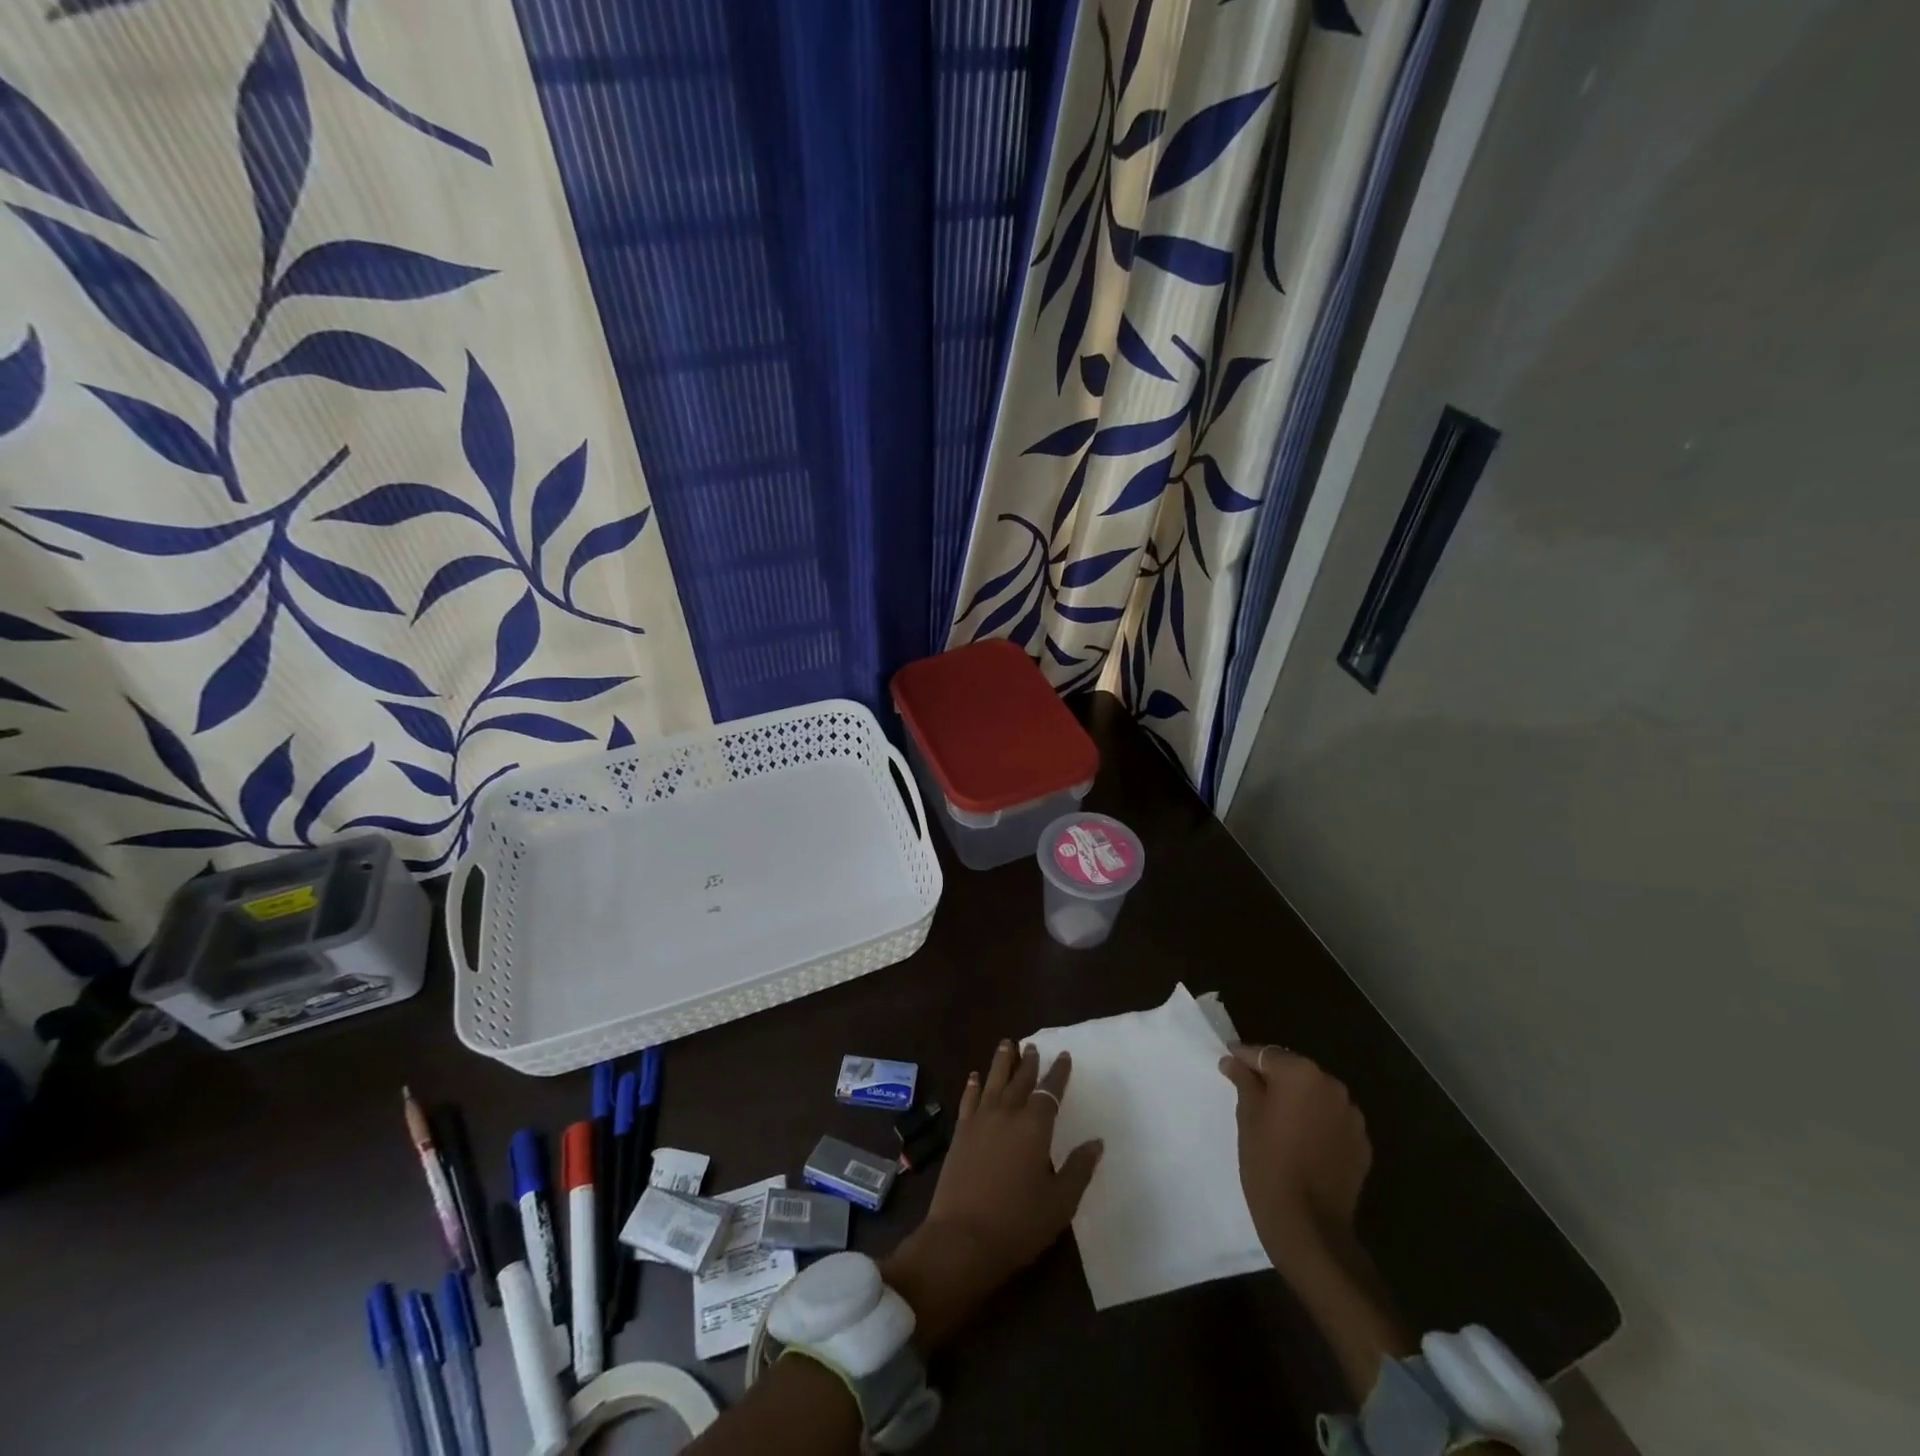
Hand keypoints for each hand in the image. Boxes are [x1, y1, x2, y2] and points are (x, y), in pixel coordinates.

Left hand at [882, 1040, 1102, 1351]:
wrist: (963, 1239)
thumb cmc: (1018, 1224)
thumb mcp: (1060, 1202)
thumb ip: (1079, 1169)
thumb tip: (1096, 1142)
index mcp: (1034, 1127)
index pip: (1049, 1092)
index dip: (1058, 1073)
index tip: (1064, 1055)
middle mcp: (1006, 1114)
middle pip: (1019, 1081)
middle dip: (1028, 1062)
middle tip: (1032, 1046)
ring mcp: (980, 1122)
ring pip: (992, 1082)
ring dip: (1001, 1062)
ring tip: (1006, 1044)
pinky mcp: (960, 1134)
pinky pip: (968, 1100)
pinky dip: (972, 1086)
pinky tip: (974, 1077)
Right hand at [1218, 1044, 1370, 1277]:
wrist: (1309, 1226)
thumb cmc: (1268, 1164)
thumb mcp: (1247, 1118)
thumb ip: (1244, 1082)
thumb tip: (1234, 1062)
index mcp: (1301, 1074)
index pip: (1266, 1055)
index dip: (1245, 1058)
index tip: (1228, 1061)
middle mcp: (1332, 1087)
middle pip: (1295, 1071)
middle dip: (1274, 1078)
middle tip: (1250, 1091)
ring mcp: (1352, 1116)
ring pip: (1316, 1096)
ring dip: (1298, 1100)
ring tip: (1278, 1118)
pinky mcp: (1361, 1144)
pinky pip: (1333, 1121)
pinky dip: (1317, 1122)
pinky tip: (1301, 1140)